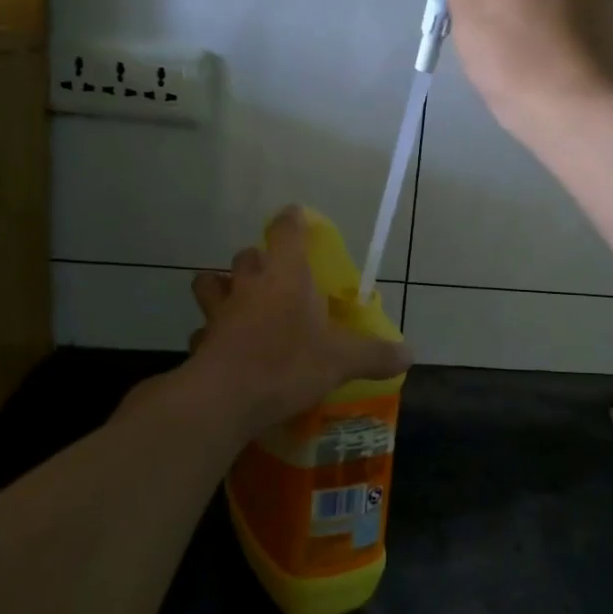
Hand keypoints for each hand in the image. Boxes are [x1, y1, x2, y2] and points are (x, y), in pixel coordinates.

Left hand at [184, 206, 411, 437]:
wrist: (225, 398)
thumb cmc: (288, 364)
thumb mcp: (342, 361)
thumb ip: (375, 355)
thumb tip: (410, 354)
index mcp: (286, 276)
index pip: (285, 231)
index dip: (291, 220)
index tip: (296, 216)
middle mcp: (250, 285)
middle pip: (247, 255)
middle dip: (259, 259)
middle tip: (275, 275)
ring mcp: (220, 311)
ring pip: (211, 283)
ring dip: (222, 286)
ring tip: (238, 301)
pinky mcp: (202, 340)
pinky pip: (203, 328)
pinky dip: (211, 332)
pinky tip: (223, 345)